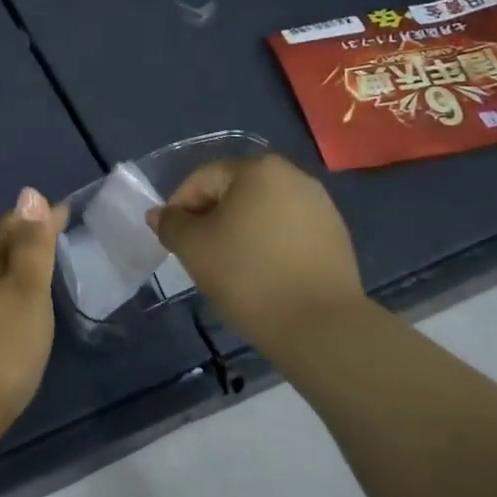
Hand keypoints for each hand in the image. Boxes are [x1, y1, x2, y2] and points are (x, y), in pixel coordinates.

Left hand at [0, 188, 66, 436]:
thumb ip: (32, 245)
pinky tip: (15, 303)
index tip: (64, 207)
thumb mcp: (26, 290)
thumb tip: (29, 192)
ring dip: (14, 259)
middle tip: (52, 227)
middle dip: (24, 232)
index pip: (13, 225)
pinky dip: (8, 287)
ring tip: (38, 260)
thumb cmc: (2, 343)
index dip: (39, 215)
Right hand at [147, 153, 362, 347]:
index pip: (203, 179)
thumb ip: (171, 224)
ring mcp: (321, 206)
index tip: (172, 240)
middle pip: (234, 193)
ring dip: (240, 233)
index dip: (180, 208)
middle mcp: (294, 177)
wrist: (321, 327)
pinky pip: (288, 233)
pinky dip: (268, 247)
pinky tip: (262, 276)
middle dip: (211, 219)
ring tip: (229, 268)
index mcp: (259, 169)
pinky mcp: (336, 237)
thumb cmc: (248, 275)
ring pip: (262, 213)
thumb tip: (159, 215)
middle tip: (197, 254)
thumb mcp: (194, 248)